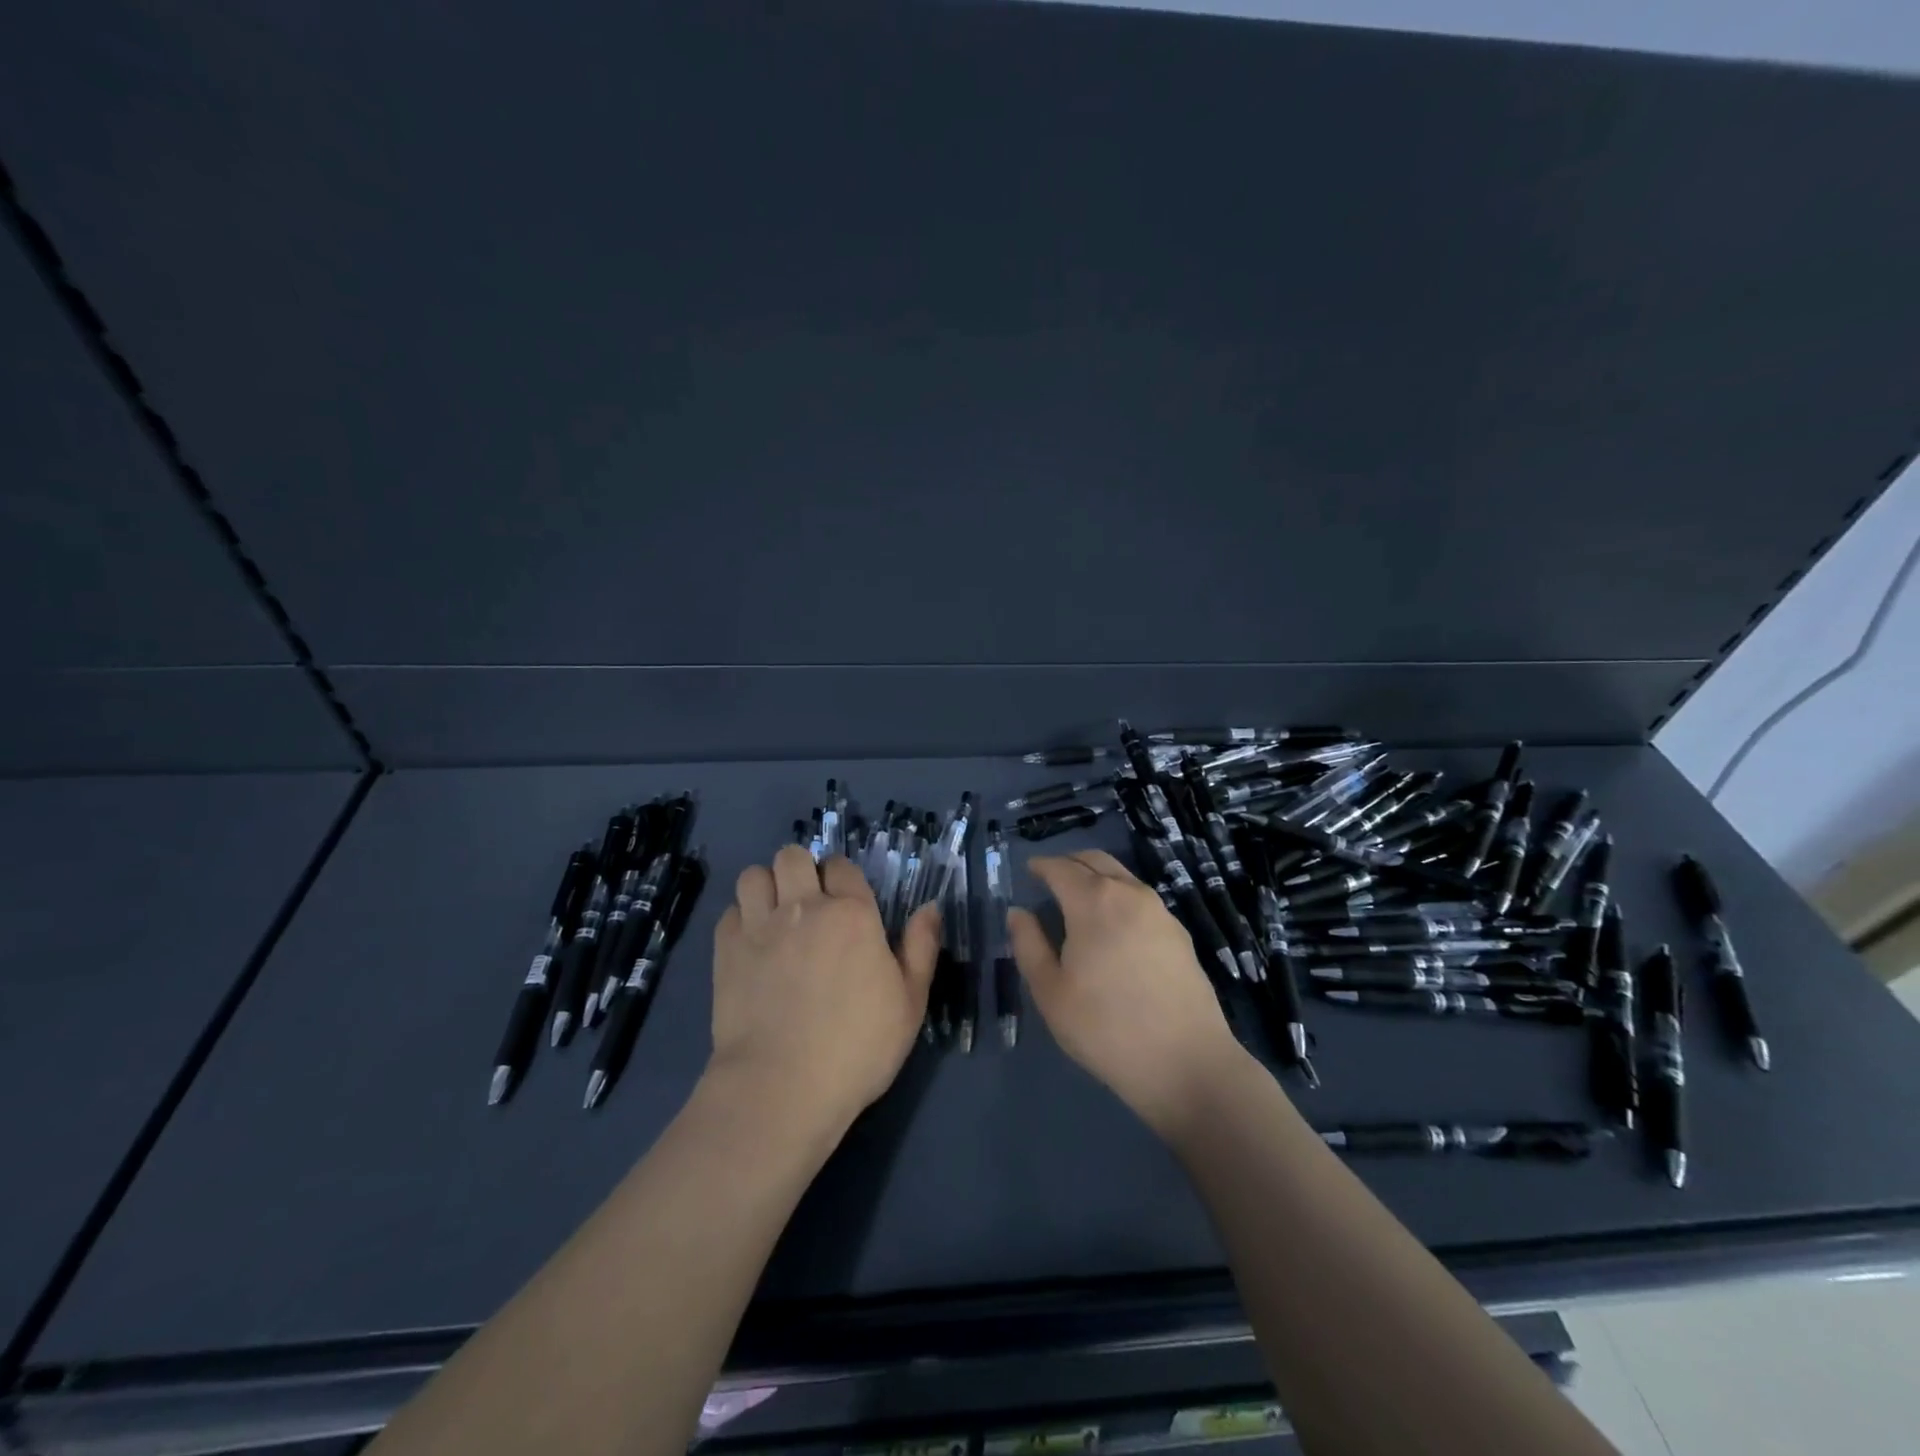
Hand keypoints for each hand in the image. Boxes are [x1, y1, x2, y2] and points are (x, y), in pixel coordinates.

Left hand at [708, 846, 939, 1138]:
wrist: (782, 1086)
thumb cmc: (857, 1047)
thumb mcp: (910, 1003)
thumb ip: (921, 948)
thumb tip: (931, 907)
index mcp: (852, 913)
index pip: (841, 865)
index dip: (842, 878)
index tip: (844, 901)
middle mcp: (804, 907)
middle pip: (792, 856)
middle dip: (800, 870)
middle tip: (807, 903)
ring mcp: (760, 926)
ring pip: (754, 875)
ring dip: (766, 888)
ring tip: (774, 916)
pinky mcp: (726, 951)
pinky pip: (730, 912)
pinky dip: (740, 921)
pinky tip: (751, 946)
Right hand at [1009, 850, 1242, 1138]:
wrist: (1186, 1062)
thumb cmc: (1105, 1028)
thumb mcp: (1050, 992)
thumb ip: (1028, 945)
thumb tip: (1018, 912)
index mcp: (1093, 901)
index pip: (1061, 868)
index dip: (1041, 866)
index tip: (1029, 870)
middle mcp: (1129, 893)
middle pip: (1095, 860)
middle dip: (1070, 862)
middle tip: (1051, 877)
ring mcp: (1160, 911)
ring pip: (1122, 877)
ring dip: (1097, 877)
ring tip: (1080, 900)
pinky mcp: (1180, 934)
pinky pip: (1141, 899)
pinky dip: (1120, 897)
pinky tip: (1114, 926)